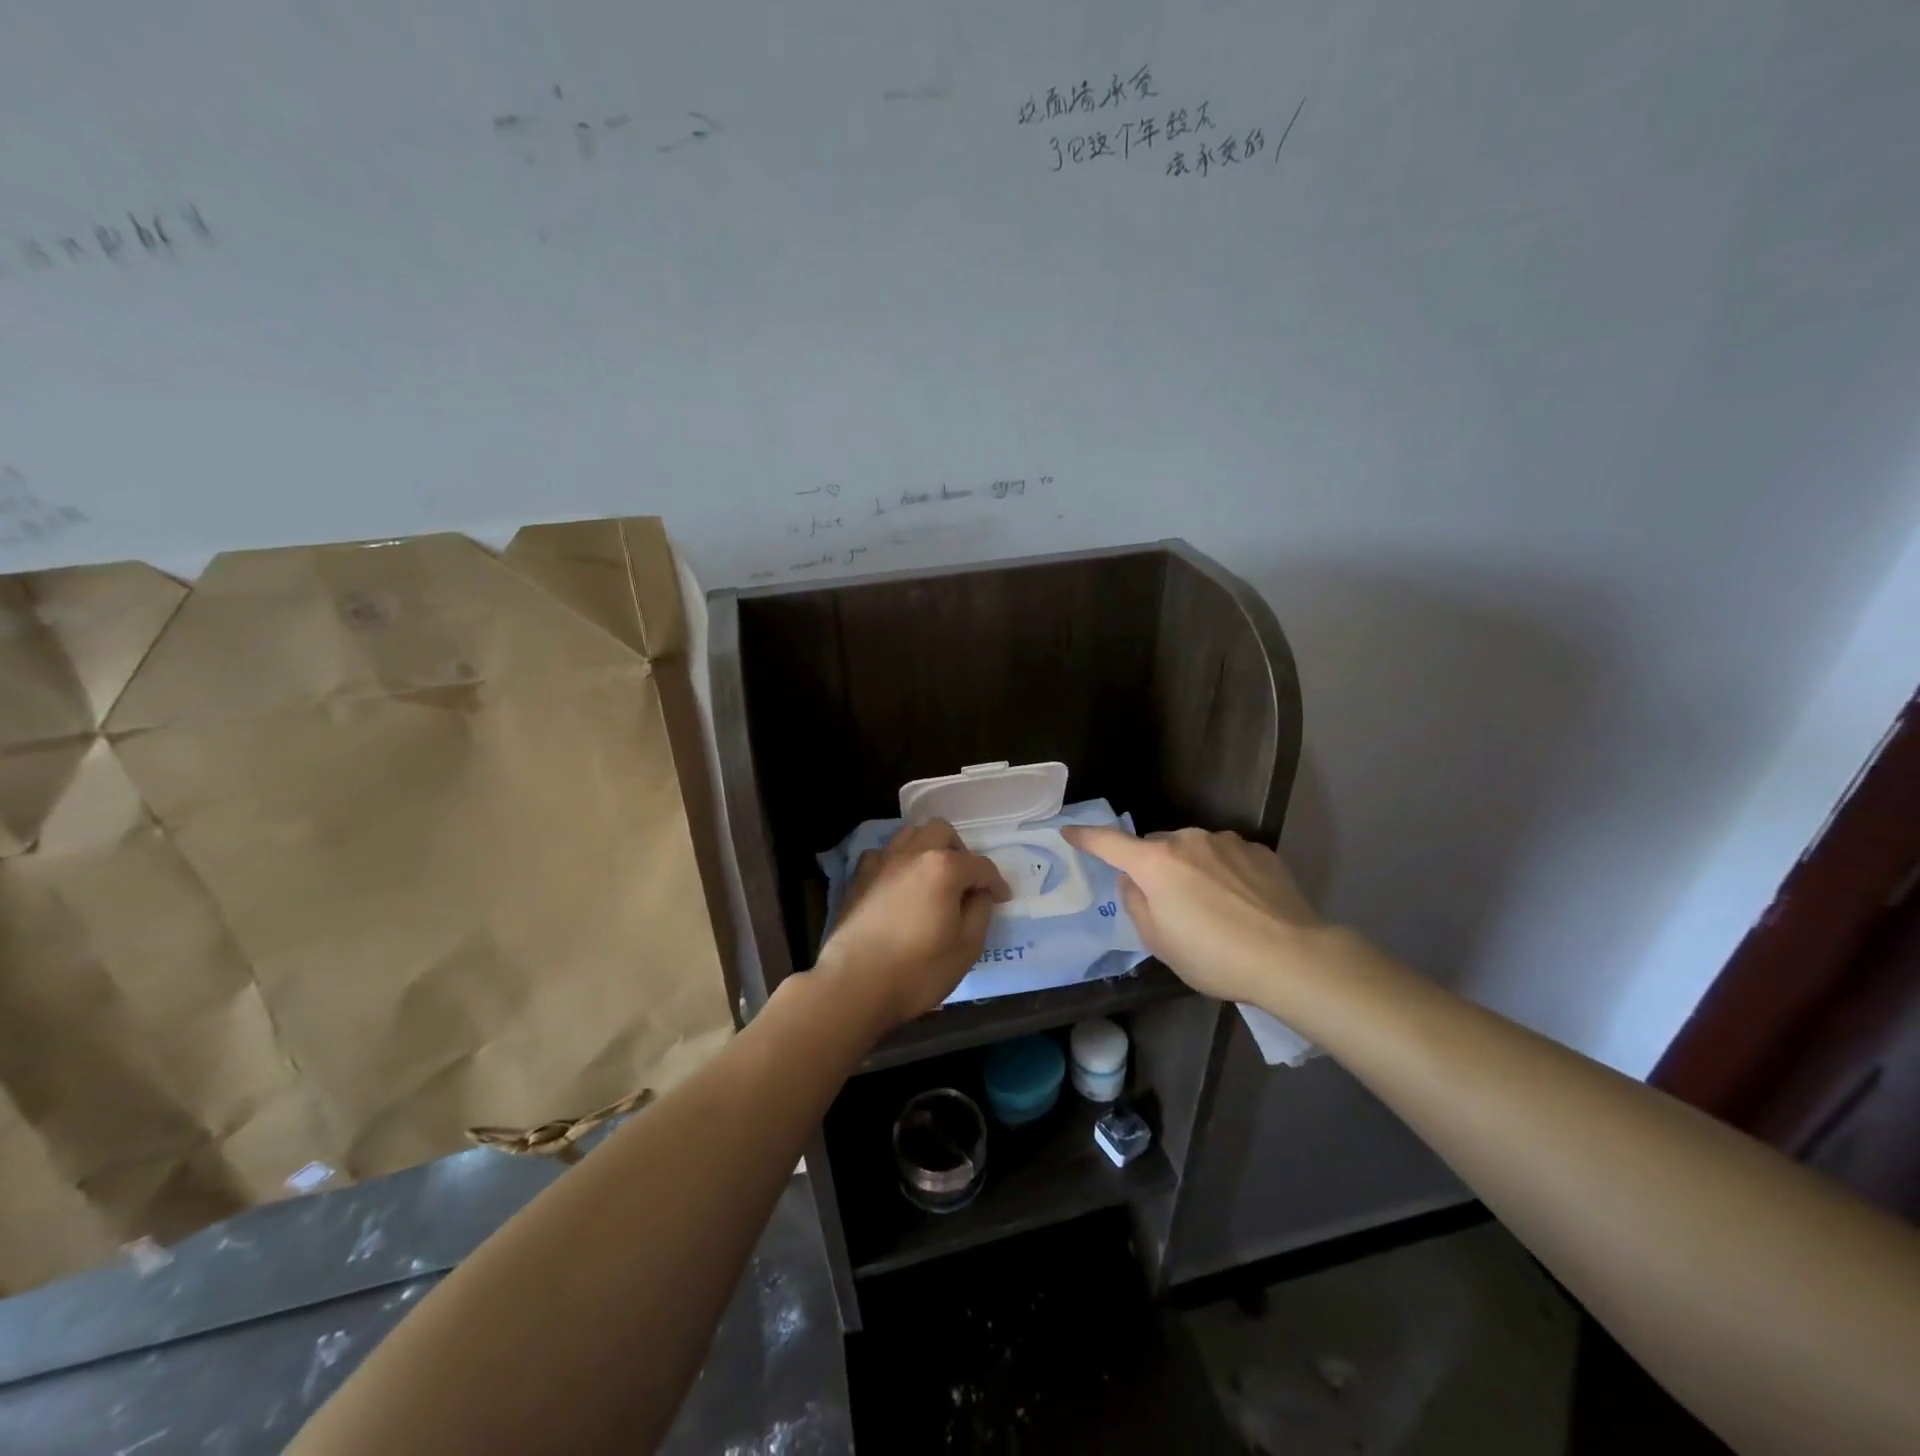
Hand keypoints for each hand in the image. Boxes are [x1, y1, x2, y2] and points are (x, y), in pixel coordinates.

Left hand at [815, 819, 1011, 1032]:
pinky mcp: (859, 877)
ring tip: (934, 877)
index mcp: (944, 868)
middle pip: (943, 832)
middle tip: (966, 882)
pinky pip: (883, 854)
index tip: (1002, 899)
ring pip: (911, 834)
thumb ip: (980, 912)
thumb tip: (978, 894)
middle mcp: (912, 853)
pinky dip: (898, 861)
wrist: (854, 985)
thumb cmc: (918, 970)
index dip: (996, 883)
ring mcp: (882, 862)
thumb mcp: (967, 947)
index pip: (980, 866)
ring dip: (928, 848)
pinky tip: (900, 884)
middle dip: (961, 852)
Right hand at [1062, 825, 1326, 1005]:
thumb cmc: (1214, 956)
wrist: (1292, 957)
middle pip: (1155, 847)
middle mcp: (1187, 840)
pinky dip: (1223, 872)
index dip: (1086, 837)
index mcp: (1155, 863)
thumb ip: (1135, 903)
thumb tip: (1132, 880)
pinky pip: (1225, 855)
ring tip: (1213, 907)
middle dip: (1153, 867)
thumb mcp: (1159, 942)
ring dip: (1190, 868)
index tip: (1069, 832)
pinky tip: (1241, 903)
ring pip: (1192, 849)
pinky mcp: (1258, 849)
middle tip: (1168, 905)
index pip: (1109, 843)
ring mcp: (1225, 841)